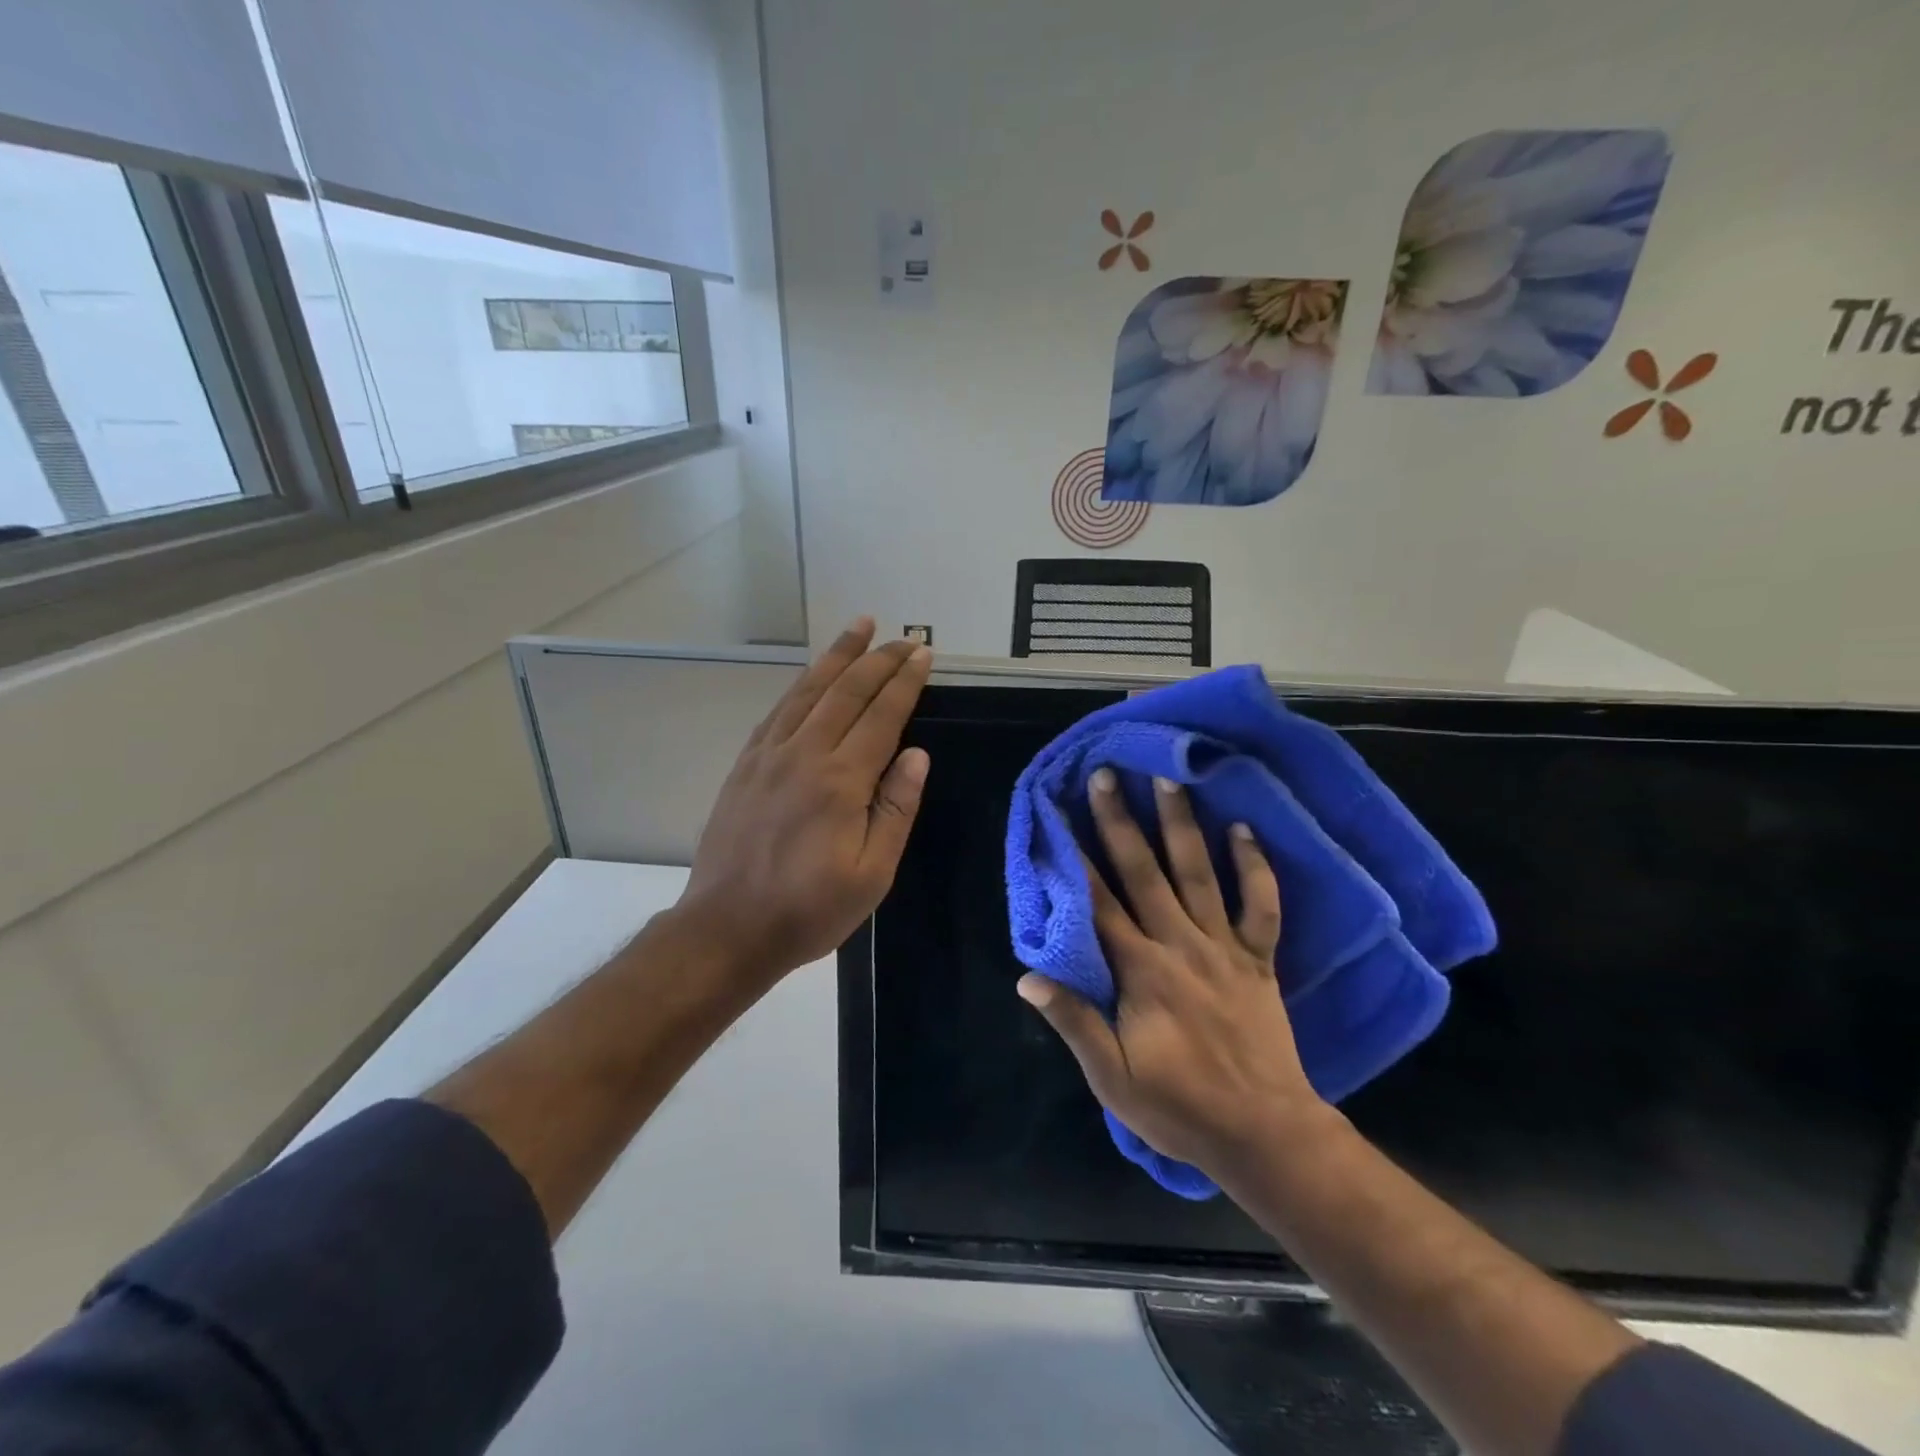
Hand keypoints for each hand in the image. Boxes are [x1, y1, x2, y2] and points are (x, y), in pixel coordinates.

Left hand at [673, 618, 932, 984]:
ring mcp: (769, 756)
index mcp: (841, 782)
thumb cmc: (810, 909)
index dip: (905, 682)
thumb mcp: (871, 874)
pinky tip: (810, 676)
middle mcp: (804, 755)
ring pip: (807, 691)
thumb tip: (916, 755)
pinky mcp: (746, 766)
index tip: (923, 654)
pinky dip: (800, 686)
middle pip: (846, 692)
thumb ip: (895, 809)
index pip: (881, 716)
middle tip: (901, 638)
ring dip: (836, 656)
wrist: (728, 928)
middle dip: (878, 660)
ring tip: (858, 628)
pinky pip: (777, 711)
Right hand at [1018, 770, 1327, 1172]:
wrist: (1265, 1133)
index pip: (1099, 903)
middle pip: (1144, 873)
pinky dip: (1256, 867)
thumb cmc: (1179, 1106)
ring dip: (1182, 825)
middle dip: (1121, 821)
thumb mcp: (1112, 1077)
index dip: (1077, 857)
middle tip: (1108, 775)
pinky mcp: (1259, 959)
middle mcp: (1180, 945)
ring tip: (1170, 780)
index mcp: (1140, 971)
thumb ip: (1073, 1021)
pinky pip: (1261, 906)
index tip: (1061, 815)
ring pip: (1199, 874)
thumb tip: (1027, 976)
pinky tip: (1244, 829)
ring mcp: (1224, 948)